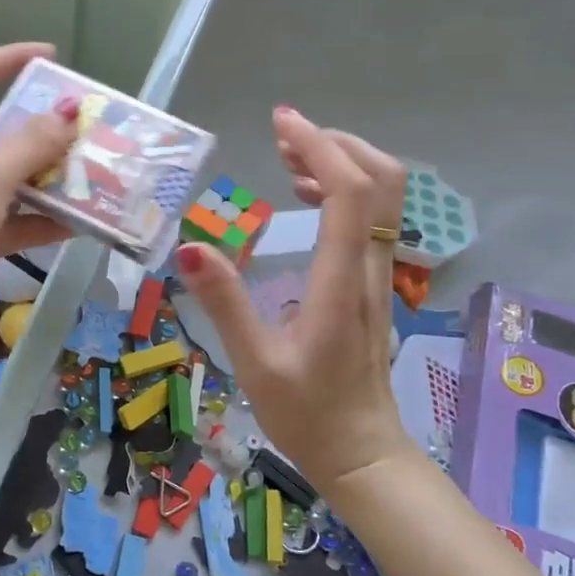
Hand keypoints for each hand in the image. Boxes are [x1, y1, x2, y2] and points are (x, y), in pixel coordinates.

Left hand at [0, 42, 78, 343]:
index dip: (9, 58)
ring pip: (9, 177)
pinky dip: (40, 221)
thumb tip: (67, 114)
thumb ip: (31, 142)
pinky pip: (11, 219)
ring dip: (47, 178)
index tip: (52, 57)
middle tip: (86, 130)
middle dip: (42, 129)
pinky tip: (78, 225)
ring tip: (93, 176)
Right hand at [176, 106, 419, 498]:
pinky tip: (306, 196)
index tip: (281, 122)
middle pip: (382, 181)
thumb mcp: (254, 363)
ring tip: (288, 156)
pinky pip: (372, 219)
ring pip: (383, 198)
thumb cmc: (306, 413)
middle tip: (283, 135)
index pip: (349, 193)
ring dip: (342, 163)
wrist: (362, 453)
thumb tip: (190, 247)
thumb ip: (225, 303)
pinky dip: (345, 190)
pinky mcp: (371, 284)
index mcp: (340, 284)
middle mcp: (368, 269)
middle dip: (336, 144)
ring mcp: (377, 275)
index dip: (319, 148)